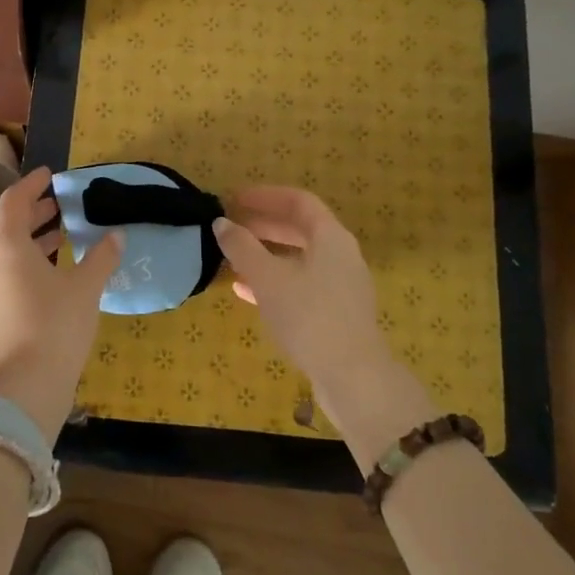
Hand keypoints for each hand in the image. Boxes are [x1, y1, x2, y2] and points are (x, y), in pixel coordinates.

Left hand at [0, 167, 122, 442]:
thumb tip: (116, 236)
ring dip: (32, 236)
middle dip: (34, 210)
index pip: (14, 200)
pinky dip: (28, 259)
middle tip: (62, 204)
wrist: (26, 385)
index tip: (51, 175)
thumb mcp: (85, 287)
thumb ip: (101, 257)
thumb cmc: (55, 324)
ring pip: (7, 249)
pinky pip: (8, 270)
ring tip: (62, 233)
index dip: (32, 185)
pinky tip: (55, 269)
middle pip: (8, 224)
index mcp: (7, 245)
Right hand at [213, 187, 432, 458]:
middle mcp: (341, 255)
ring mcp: (341, 286)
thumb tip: (221, 224)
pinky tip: (245, 292)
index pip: (298, 200)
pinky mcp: (336, 313)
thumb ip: (242, 247)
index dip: (264, 196)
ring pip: (299, 258)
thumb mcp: (267, 278)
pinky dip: (274, 281)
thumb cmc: (309, 316)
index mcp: (331, 236)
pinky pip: (301, 284)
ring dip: (266, 254)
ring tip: (232, 257)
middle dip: (263, 225)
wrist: (352, 378)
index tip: (234, 199)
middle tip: (230, 226)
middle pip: (300, 228)